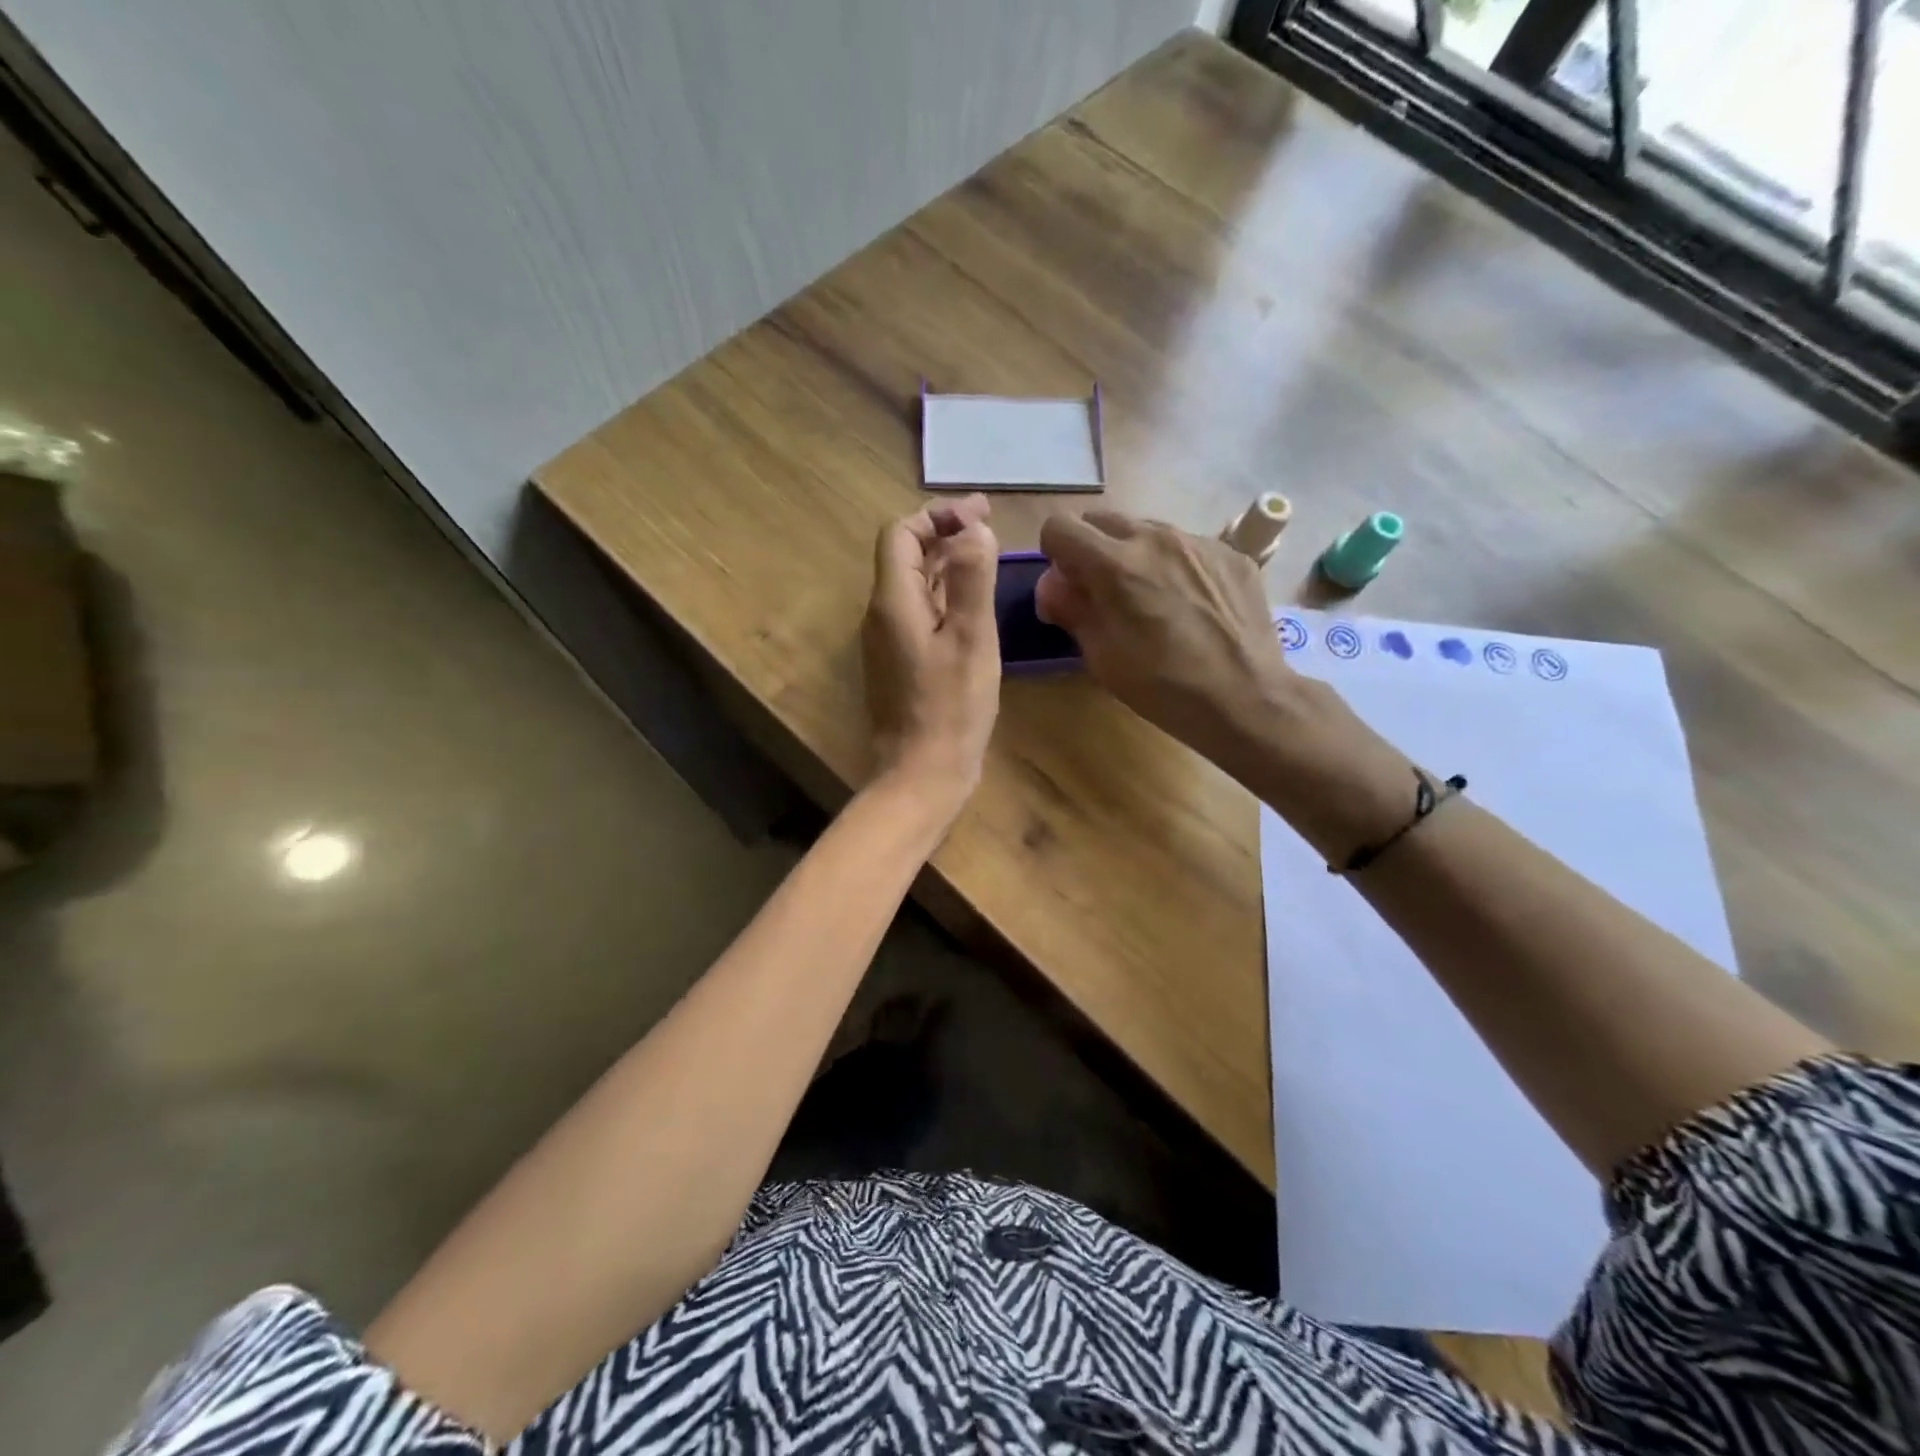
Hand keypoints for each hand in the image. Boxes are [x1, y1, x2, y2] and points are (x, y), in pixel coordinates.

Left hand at [862, 494, 1000, 812]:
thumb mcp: (972, 639)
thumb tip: (974, 530)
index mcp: (894, 601)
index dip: (936, 516)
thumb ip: (973, 578)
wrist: (922, 773)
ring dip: (946, 562)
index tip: (978, 514)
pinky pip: (921, 612)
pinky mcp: (901, 662)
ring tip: (986, 554)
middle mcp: (883, 615)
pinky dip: (946, 594)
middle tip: (988, 524)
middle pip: (905, 556)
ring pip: (914, 584)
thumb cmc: (951, 708)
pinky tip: (973, 601)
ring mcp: (890, 641)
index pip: (900, 534)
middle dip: (944, 533)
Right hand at [1036, 511, 1291, 760]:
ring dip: (1135, 556)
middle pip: (1102, 521)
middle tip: (1104, 593)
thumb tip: (1054, 586)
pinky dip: (1176, 567)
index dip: (1055, 555)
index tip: (1068, 586)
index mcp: (1115, 564)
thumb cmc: (1162, 686)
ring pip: (1147, 531)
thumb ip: (1072, 609)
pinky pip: (1188, 547)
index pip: (1060, 527)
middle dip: (1092, 550)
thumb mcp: (1101, 656)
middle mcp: (1155, 538)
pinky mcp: (1231, 554)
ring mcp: (1198, 542)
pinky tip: (1191, 606)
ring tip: (1152, 600)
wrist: (1244, 698)